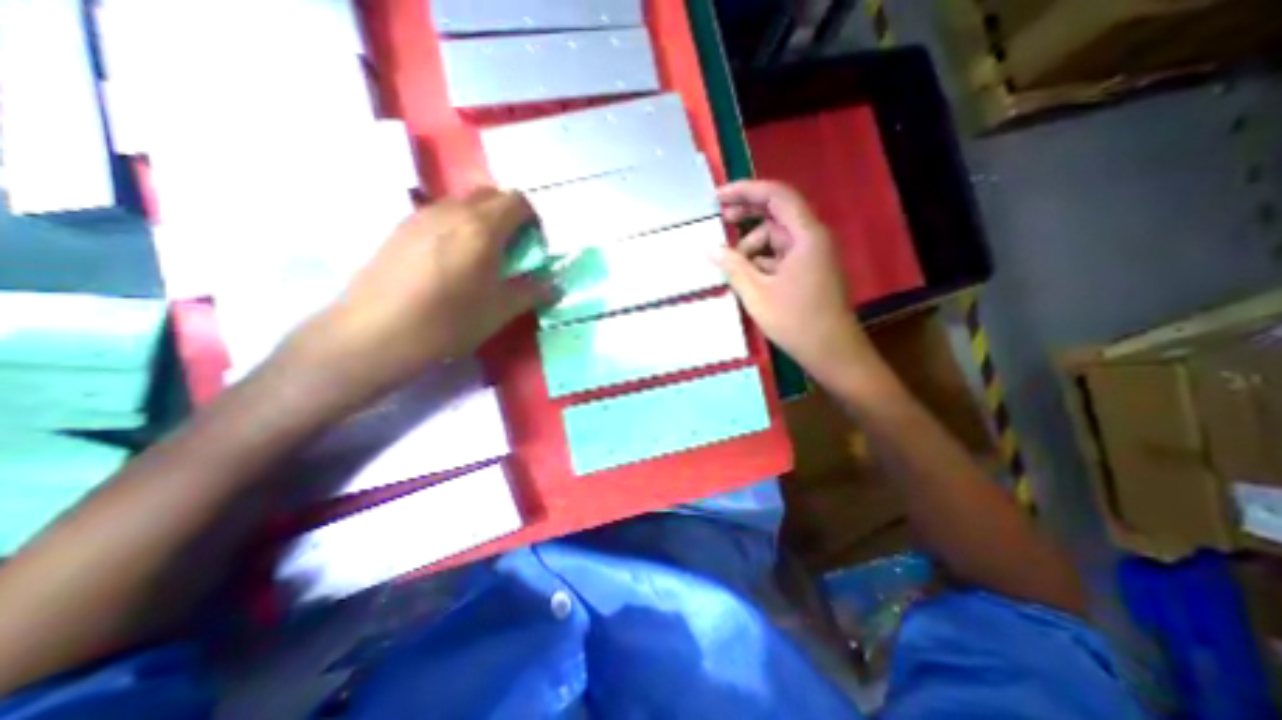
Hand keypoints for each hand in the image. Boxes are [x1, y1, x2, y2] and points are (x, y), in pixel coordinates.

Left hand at [278, 187, 543, 413]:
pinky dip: (457, 226)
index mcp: (481, 227)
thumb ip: (532, 292)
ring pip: (462, 203)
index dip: (533, 219)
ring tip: (483, 256)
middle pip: (490, 195)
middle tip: (514, 248)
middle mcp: (451, 211)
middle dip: (509, 215)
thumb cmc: (448, 322)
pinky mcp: (399, 228)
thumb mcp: (499, 311)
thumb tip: (555, 286)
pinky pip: (439, 214)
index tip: (535, 244)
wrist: (374, 334)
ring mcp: (420, 216)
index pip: (517, 201)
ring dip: (482, 220)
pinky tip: (451, 260)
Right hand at [717, 184, 877, 387]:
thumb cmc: (795, 321)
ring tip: (730, 263)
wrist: (831, 351)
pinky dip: (762, 259)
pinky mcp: (809, 269)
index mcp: (806, 235)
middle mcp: (812, 238)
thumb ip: (732, 267)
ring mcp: (812, 254)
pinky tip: (745, 274)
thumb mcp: (757, 294)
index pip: (777, 195)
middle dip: (746, 214)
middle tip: (719, 220)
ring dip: (752, 244)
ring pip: (777, 236)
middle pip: (777, 213)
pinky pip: (781, 254)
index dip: (746, 190)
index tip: (718, 197)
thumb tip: (710, 249)